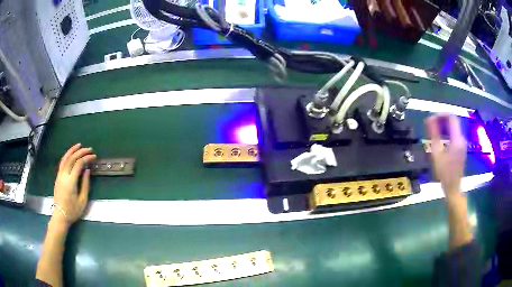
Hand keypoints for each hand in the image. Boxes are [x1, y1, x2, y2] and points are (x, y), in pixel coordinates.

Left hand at [52, 143, 96, 227]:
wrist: (60, 215)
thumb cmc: (73, 211)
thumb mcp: (82, 201)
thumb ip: (85, 185)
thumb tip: (87, 171)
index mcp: (70, 181)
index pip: (79, 164)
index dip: (87, 158)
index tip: (94, 157)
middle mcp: (64, 175)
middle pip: (72, 158)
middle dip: (81, 152)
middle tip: (90, 150)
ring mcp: (59, 175)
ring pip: (65, 158)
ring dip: (73, 150)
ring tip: (79, 145)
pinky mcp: (58, 176)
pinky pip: (62, 162)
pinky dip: (67, 155)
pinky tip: (71, 154)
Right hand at [425, 115, 466, 197]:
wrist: (453, 188)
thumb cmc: (444, 173)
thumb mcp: (436, 154)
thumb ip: (434, 134)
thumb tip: (429, 119)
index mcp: (457, 139)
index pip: (451, 117)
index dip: (441, 114)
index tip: (432, 118)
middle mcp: (462, 139)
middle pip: (453, 121)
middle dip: (442, 120)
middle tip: (431, 124)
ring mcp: (463, 144)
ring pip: (454, 128)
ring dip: (444, 126)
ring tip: (434, 131)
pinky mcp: (462, 149)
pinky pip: (455, 135)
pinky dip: (448, 133)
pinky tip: (441, 139)